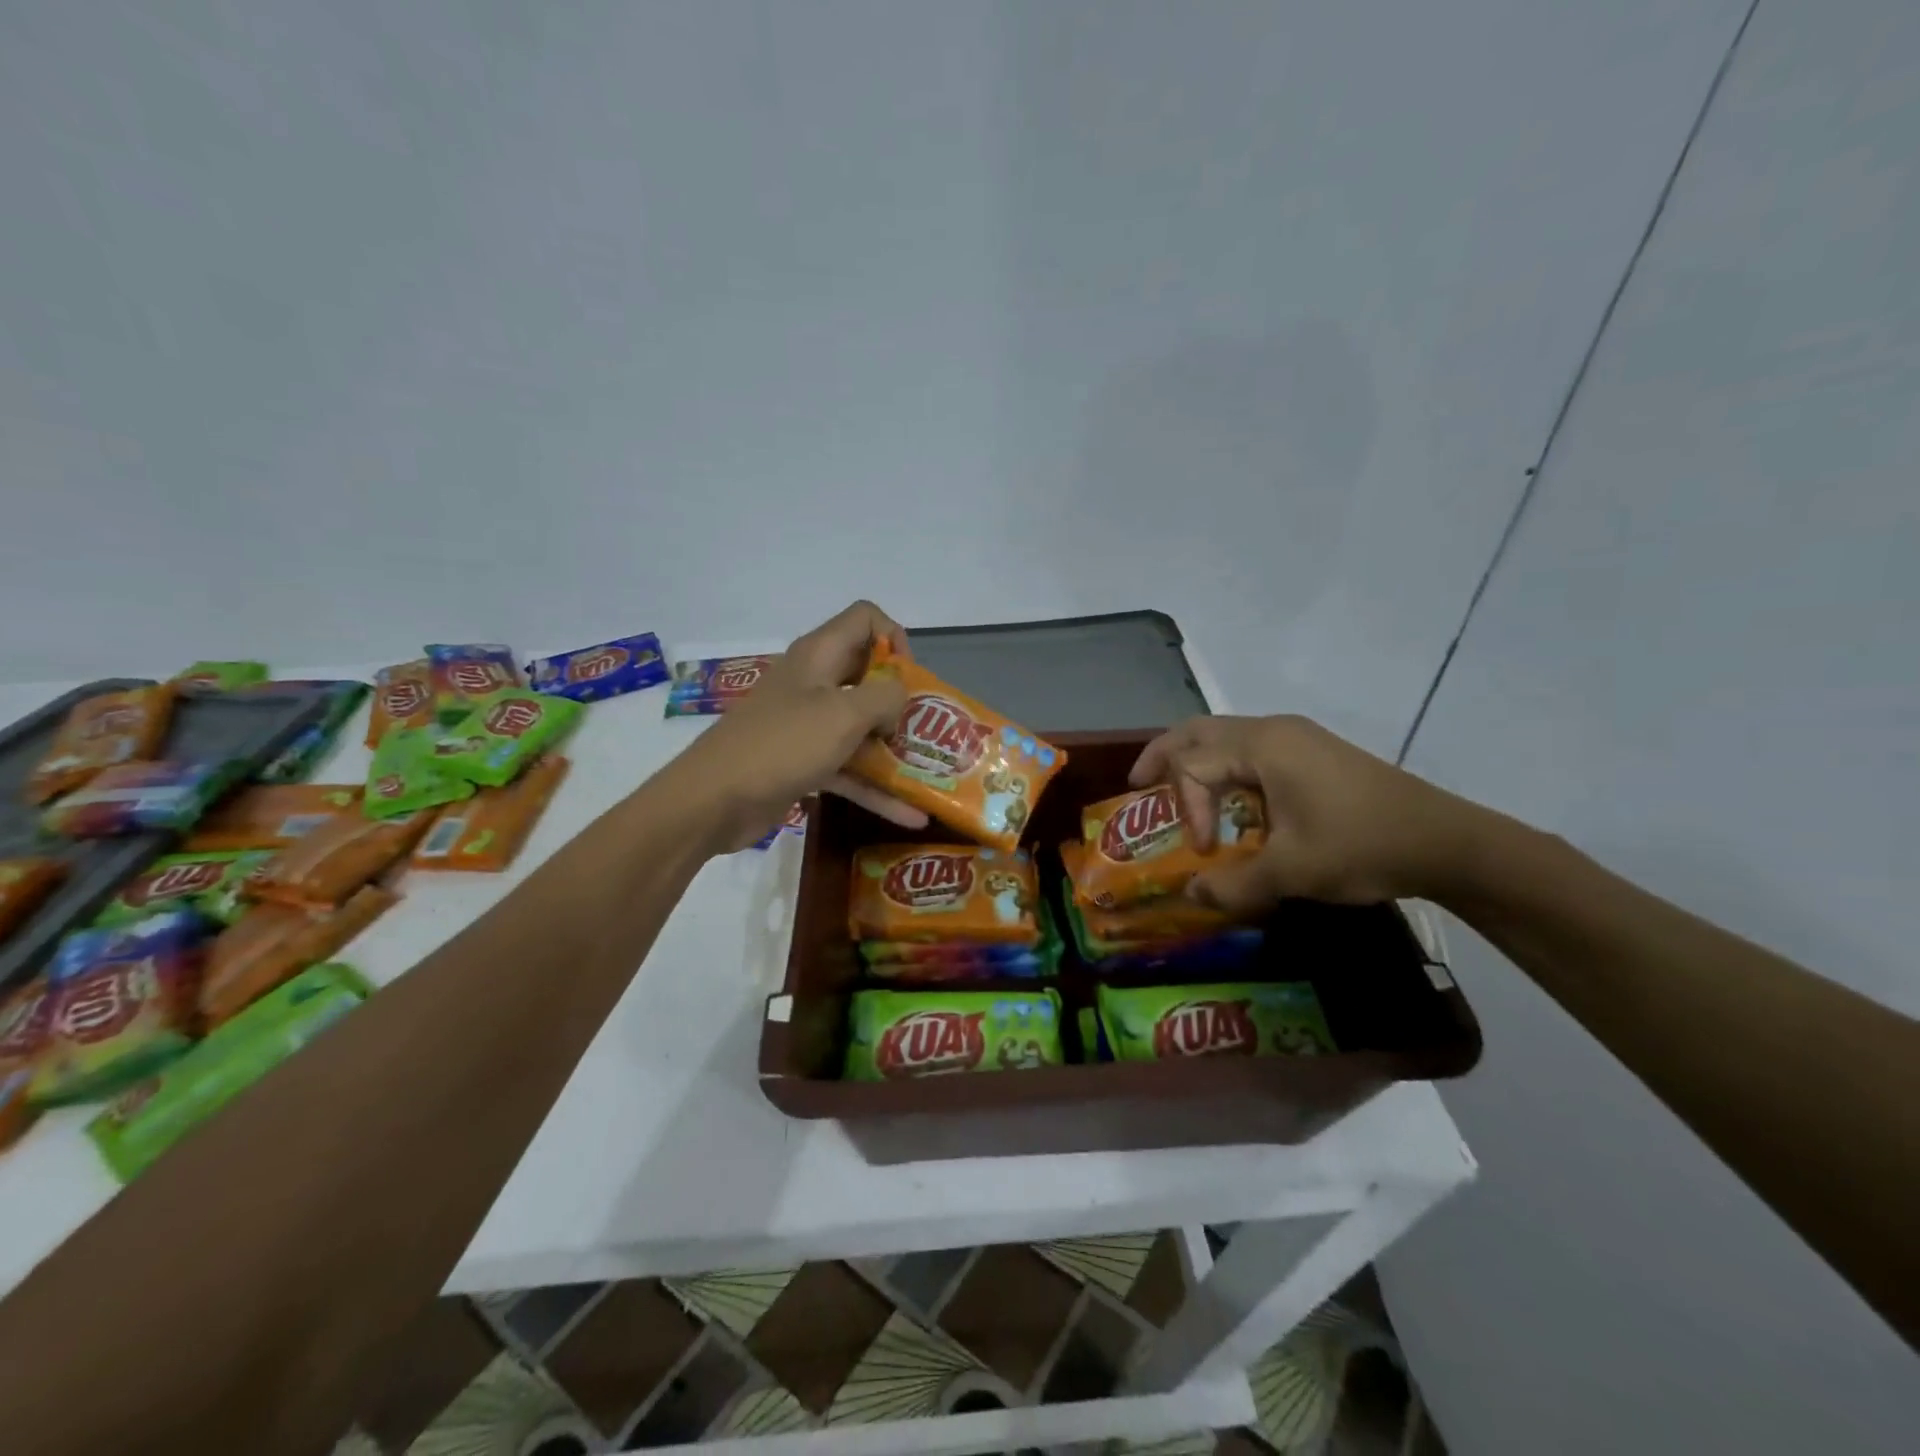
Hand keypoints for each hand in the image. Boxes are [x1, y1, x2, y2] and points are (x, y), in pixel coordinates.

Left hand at [677, 601, 929, 849]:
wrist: (714, 800)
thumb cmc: (783, 744)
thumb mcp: (844, 714)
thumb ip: (884, 697)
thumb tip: (898, 699)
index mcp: (820, 655)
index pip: (865, 619)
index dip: (895, 639)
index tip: (911, 678)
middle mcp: (814, 683)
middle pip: (867, 675)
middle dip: (901, 700)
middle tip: (927, 728)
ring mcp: (806, 724)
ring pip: (860, 727)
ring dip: (893, 749)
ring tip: (932, 772)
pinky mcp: (802, 762)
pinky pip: (848, 768)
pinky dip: (875, 788)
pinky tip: (911, 815)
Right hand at [1128, 715, 1490, 912]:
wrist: (1445, 841)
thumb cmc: (1361, 846)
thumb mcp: (1291, 872)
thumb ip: (1233, 884)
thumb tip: (1193, 895)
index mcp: (1262, 746)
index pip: (1194, 765)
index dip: (1187, 809)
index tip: (1206, 851)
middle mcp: (1273, 730)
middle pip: (1198, 730)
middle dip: (1164, 755)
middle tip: (1139, 784)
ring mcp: (1296, 737)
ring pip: (1225, 736)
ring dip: (1196, 761)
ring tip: (1178, 793)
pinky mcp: (1312, 752)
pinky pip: (1250, 749)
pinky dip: (1226, 768)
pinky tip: (1233, 801)